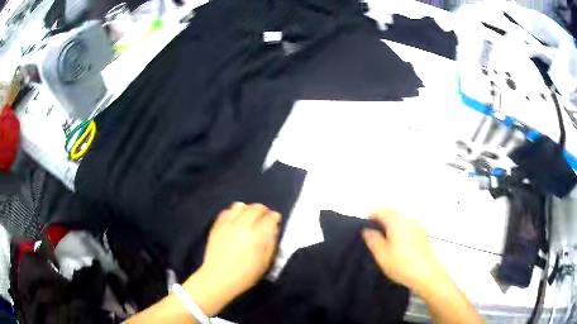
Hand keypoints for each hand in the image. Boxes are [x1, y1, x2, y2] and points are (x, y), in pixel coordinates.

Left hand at [191, 202, 280, 309]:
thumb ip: (271, 242)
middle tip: (264, 219)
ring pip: (241, 205)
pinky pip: (227, 211)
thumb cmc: (246, 275)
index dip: (275, 219)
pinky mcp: (217, 225)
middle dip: (263, 211)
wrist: (219, 278)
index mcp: (258, 236)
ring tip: (248, 218)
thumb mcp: (266, 262)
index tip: (275, 222)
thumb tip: (273, 228)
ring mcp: (228, 224)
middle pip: (257, 207)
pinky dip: (233, 213)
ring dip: (247, 210)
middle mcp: (243, 225)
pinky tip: (235, 221)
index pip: (271, 217)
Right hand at [362, 208, 447, 292]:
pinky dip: (402, 227)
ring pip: (402, 218)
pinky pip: (410, 225)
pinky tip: (401, 241)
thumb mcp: (381, 255)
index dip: (372, 215)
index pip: (382, 211)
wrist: (426, 273)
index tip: (365, 224)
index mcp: (396, 222)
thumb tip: (368, 230)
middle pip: (393, 212)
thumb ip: (373, 240)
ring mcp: (418, 226)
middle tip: (374, 229)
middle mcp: (408, 219)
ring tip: (386, 235)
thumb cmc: (401, 264)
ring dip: (393, 221)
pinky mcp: (424, 234)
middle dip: (383, 216)